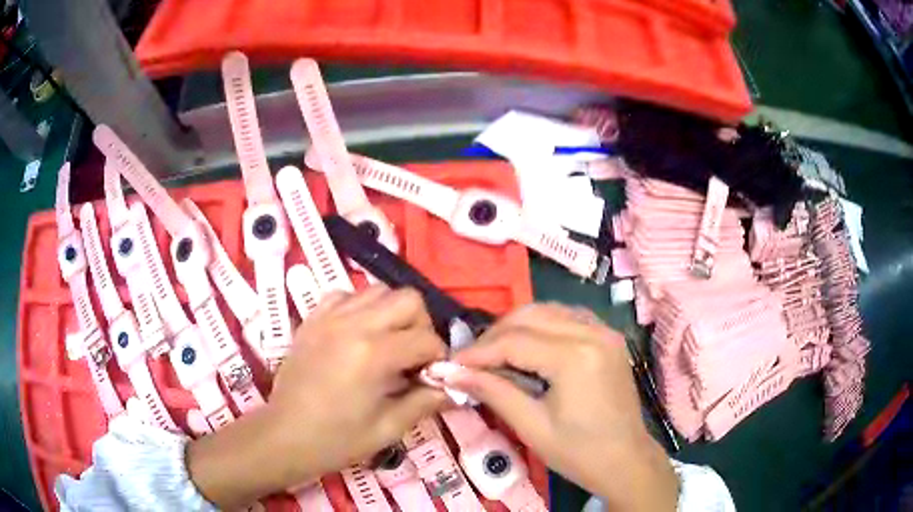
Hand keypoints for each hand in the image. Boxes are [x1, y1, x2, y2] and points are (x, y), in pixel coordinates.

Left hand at [188, 286, 448, 508]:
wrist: (285, 435)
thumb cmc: (336, 440)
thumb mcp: (388, 428)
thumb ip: (425, 402)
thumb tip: (452, 387)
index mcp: (374, 354)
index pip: (426, 338)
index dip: (439, 357)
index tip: (432, 376)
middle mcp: (353, 324)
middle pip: (408, 299)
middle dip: (421, 325)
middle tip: (413, 355)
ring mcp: (328, 317)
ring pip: (377, 290)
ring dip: (392, 313)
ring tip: (387, 343)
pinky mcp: (312, 319)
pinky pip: (344, 295)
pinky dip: (359, 308)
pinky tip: (356, 334)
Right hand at [447, 303, 678, 510]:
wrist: (626, 461)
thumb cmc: (579, 453)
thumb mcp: (531, 426)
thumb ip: (492, 392)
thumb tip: (450, 372)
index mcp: (575, 357)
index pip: (514, 341)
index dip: (478, 352)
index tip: (450, 364)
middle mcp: (592, 332)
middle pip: (529, 316)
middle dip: (494, 335)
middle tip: (470, 361)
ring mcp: (605, 331)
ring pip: (548, 310)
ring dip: (516, 327)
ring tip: (494, 354)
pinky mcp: (609, 337)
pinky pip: (567, 317)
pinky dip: (542, 325)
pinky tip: (528, 346)